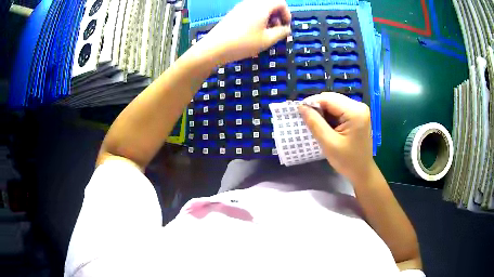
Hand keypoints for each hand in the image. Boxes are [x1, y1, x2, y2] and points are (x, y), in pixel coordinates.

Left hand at [197, 0, 291, 64]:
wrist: (215, 47)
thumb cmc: (244, 43)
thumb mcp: (267, 40)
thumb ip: (281, 32)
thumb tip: (286, 29)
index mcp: (261, 6)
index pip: (280, 2)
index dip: (287, 14)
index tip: (285, 26)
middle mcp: (251, 2)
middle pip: (270, 3)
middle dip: (277, 15)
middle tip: (276, 30)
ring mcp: (241, 7)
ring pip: (260, 7)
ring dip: (267, 17)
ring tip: (265, 32)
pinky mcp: (234, 13)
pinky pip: (251, 11)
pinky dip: (257, 18)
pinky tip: (254, 31)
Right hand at [298, 92, 373, 182]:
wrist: (362, 172)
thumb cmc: (347, 161)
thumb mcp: (328, 143)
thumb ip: (315, 123)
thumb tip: (301, 107)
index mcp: (355, 111)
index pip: (328, 98)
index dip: (312, 103)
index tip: (300, 113)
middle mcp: (358, 106)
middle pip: (331, 98)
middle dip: (318, 108)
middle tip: (308, 121)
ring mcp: (359, 110)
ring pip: (334, 103)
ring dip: (323, 112)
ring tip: (317, 125)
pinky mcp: (357, 115)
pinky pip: (339, 109)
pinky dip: (330, 116)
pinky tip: (327, 126)